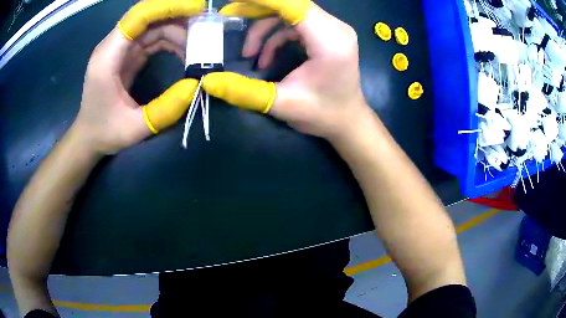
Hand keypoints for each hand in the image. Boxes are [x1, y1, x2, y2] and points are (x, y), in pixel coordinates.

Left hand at [73, 0, 205, 154]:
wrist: (88, 137)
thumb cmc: (105, 132)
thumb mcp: (134, 128)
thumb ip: (164, 109)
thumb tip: (196, 85)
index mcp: (107, 57)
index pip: (138, 16)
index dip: (168, 7)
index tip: (198, 9)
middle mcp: (112, 46)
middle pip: (148, 16)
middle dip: (177, 14)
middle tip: (205, 25)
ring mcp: (120, 49)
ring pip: (152, 25)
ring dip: (177, 29)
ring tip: (199, 44)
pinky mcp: (127, 54)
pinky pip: (152, 37)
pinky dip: (170, 40)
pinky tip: (184, 51)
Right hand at [204, 0, 369, 141]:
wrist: (347, 121)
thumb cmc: (322, 115)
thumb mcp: (281, 104)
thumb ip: (244, 91)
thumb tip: (208, 81)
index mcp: (330, 41)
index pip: (293, 5)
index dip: (261, 0)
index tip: (234, 1)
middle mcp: (335, 28)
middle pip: (290, 4)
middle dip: (257, 9)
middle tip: (228, 17)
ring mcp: (333, 29)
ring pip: (290, 13)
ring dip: (264, 28)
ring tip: (248, 54)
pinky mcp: (328, 33)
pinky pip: (296, 23)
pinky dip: (276, 35)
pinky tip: (265, 57)